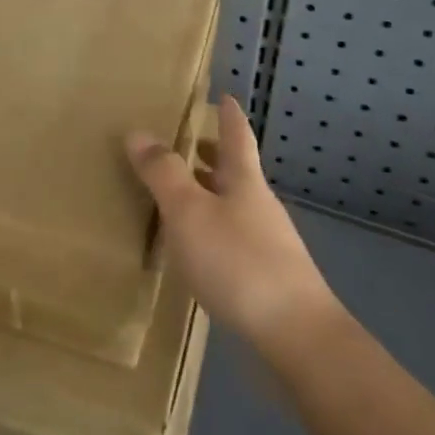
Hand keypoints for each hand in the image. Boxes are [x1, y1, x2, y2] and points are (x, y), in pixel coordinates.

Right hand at [129, 96, 336, 353]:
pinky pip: (232, 241)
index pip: (237, 137)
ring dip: (211, 195)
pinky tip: (196, 251)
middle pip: (237, 172)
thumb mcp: (189, 212)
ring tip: (182, 196)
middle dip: (215, 156)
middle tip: (192, 144)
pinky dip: (212, 232)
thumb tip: (139, 132)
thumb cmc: (238, 262)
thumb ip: (163, 173)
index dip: (228, 116)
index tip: (224, 96)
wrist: (295, 338)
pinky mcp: (266, 280)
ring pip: (234, 207)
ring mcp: (267, 245)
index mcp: (245, 182)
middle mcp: (259, 207)